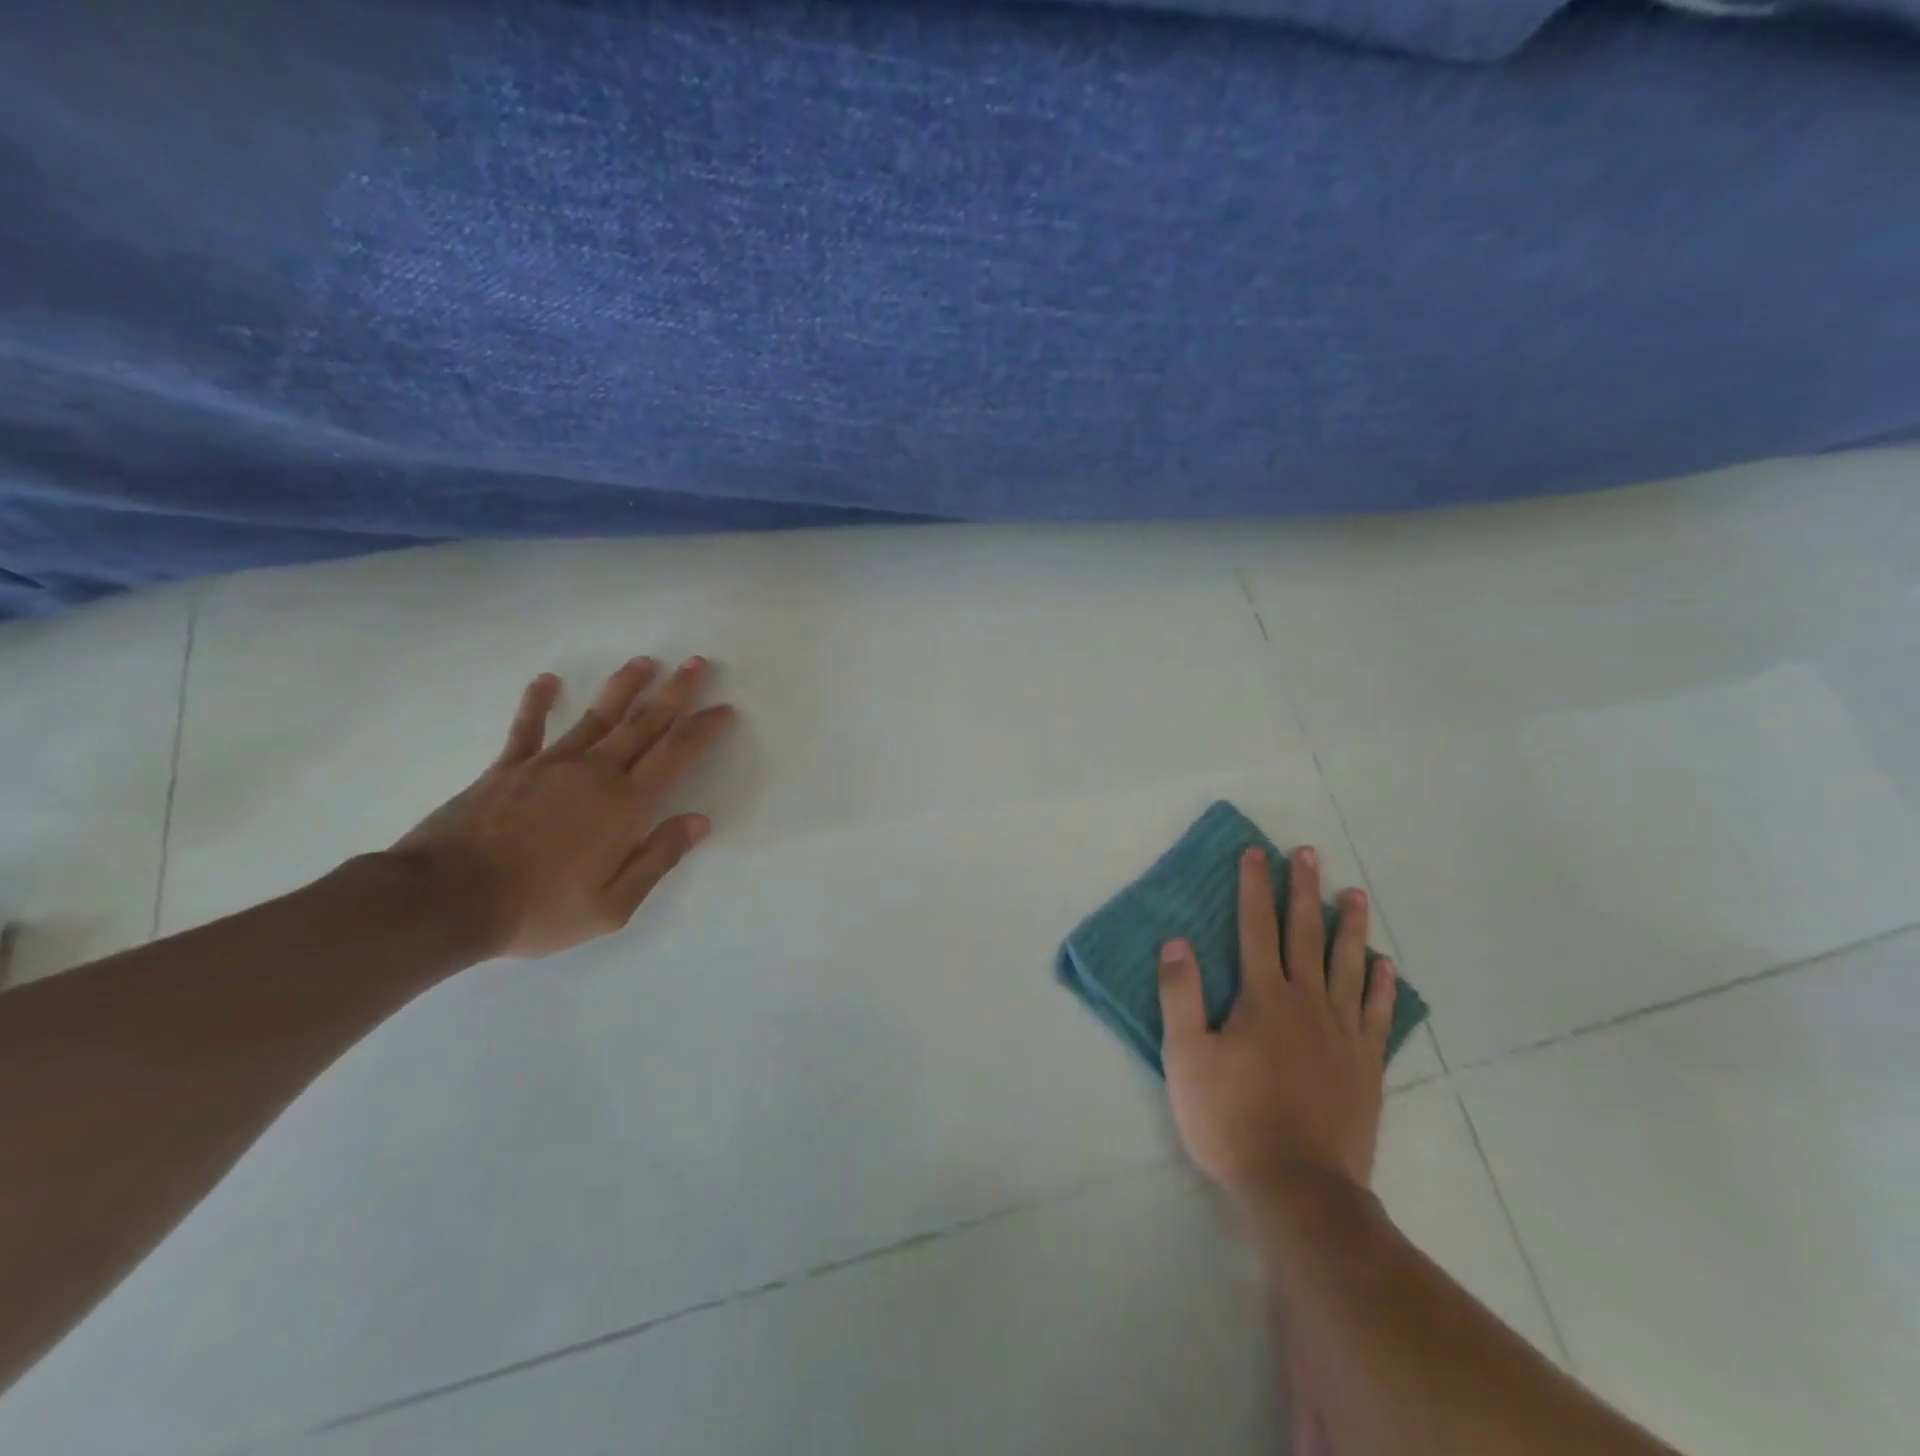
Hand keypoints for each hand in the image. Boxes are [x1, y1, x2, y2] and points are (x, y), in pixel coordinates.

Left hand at [392, 656, 734, 958]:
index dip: (704, 729)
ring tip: (645, 662)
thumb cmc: (538, 909)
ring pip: (597, 716)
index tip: (723, 709)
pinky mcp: (507, 768)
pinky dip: (539, 702)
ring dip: (625, 687)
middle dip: (675, 692)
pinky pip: (528, 727)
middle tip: (695, 663)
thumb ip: (658, 859)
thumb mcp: (612, 906)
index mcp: (625, 805)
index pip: (676, 755)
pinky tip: (548, 680)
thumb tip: (699, 822)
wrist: (446, 901)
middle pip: (644, 724)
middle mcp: (594, 773)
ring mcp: (549, 765)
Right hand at [1157, 846, 1395, 1204]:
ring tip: (1355, 894)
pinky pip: (1376, 1013)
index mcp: (1262, 996)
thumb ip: (1180, 995)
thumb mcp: (1186, 1056)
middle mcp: (1307, 1002)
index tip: (1256, 853)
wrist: (1299, 1188)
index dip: (1254, 887)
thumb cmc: (1231, 1119)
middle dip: (1303, 890)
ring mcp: (1342, 1033)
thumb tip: (1178, 942)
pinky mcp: (1366, 1065)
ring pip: (1348, 965)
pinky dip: (1380, 985)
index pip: (1256, 926)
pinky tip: (1384, 965)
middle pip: (1305, 934)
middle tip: (1308, 854)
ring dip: (1350, 926)